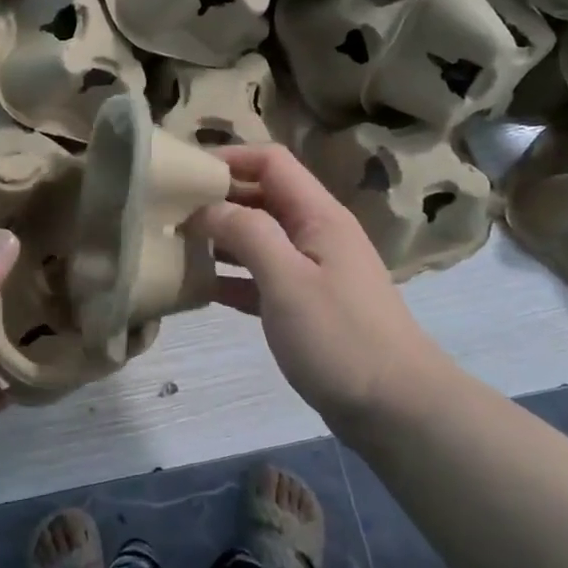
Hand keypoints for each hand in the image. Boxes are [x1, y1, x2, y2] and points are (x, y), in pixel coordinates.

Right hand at [196, 146, 449, 433]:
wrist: (397, 410)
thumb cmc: (340, 337)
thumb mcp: (288, 279)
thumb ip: (247, 234)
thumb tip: (207, 207)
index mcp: (318, 215)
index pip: (271, 162)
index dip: (229, 158)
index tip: (184, 173)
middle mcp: (316, 234)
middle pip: (263, 197)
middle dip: (219, 198)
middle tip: (169, 211)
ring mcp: (313, 271)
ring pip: (260, 238)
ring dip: (222, 238)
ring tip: (176, 245)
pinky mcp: (307, 306)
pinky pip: (262, 277)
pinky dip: (233, 277)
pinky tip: (200, 288)